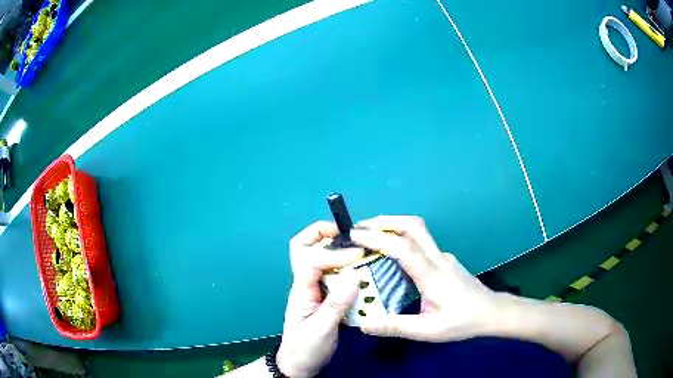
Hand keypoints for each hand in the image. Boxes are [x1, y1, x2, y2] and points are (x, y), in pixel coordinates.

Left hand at [277, 221, 362, 377]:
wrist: (300, 364)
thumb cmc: (305, 349)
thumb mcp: (320, 330)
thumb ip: (336, 305)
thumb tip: (354, 276)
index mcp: (301, 290)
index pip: (312, 260)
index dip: (335, 254)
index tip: (358, 256)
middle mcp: (306, 283)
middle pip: (304, 247)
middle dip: (322, 233)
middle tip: (348, 232)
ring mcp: (315, 289)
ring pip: (320, 257)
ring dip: (338, 247)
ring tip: (361, 246)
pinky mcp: (326, 296)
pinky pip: (334, 273)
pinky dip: (347, 266)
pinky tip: (363, 269)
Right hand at [350, 216, 499, 341]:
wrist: (491, 312)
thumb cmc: (462, 322)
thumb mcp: (428, 331)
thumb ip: (396, 327)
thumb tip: (364, 324)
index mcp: (432, 275)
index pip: (403, 248)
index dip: (377, 238)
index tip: (354, 235)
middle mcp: (438, 258)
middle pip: (413, 226)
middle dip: (385, 221)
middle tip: (359, 229)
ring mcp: (442, 256)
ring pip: (417, 230)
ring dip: (392, 226)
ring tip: (369, 237)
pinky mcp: (444, 260)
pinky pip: (420, 243)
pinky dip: (401, 239)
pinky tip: (391, 255)